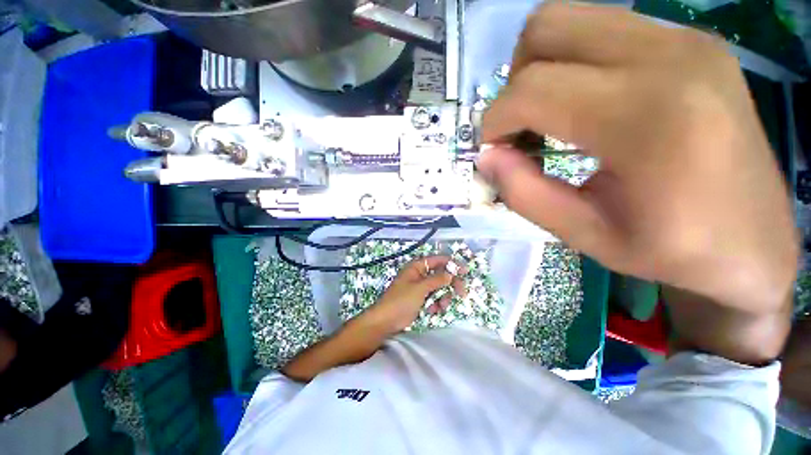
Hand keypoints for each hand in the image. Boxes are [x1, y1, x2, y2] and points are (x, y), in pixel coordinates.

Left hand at [362, 256, 467, 334]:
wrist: (385, 322)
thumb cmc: (401, 301)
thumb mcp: (420, 288)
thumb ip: (437, 280)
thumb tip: (451, 273)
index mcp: (417, 267)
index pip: (437, 260)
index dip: (452, 264)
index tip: (465, 270)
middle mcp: (420, 275)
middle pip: (441, 275)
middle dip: (450, 285)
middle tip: (461, 293)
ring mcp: (420, 288)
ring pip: (439, 288)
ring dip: (443, 297)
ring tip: (441, 307)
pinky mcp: (420, 299)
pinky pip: (434, 298)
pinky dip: (436, 304)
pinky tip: (433, 311)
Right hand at [478, 3, 797, 314]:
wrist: (755, 245)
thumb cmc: (672, 251)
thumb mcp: (582, 234)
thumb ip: (523, 193)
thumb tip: (486, 157)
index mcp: (646, 118)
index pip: (532, 89)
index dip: (495, 121)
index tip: (494, 151)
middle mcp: (669, 57)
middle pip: (546, 29)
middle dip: (513, 83)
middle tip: (521, 129)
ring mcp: (685, 40)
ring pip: (571, 19)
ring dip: (539, 70)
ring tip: (549, 117)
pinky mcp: (691, 42)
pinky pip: (603, 30)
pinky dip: (572, 65)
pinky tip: (584, 106)